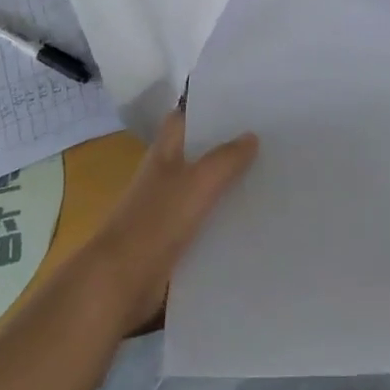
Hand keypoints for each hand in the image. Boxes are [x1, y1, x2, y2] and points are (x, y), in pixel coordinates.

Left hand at [83, 111, 256, 330]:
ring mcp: (166, 209)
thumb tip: (251, 136)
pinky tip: (251, 221)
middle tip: (268, 141)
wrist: (121, 283)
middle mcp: (163, 175)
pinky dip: (222, 220)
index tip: (241, 106)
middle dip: (226, 148)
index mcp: (164, 152)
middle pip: (197, 153)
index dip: (207, 109)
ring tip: (268, 179)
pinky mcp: (172, 241)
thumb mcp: (198, 183)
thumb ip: (225, 159)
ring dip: (227, 185)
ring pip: (203, 189)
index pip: (184, 118)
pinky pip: (203, 223)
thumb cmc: (156, 221)